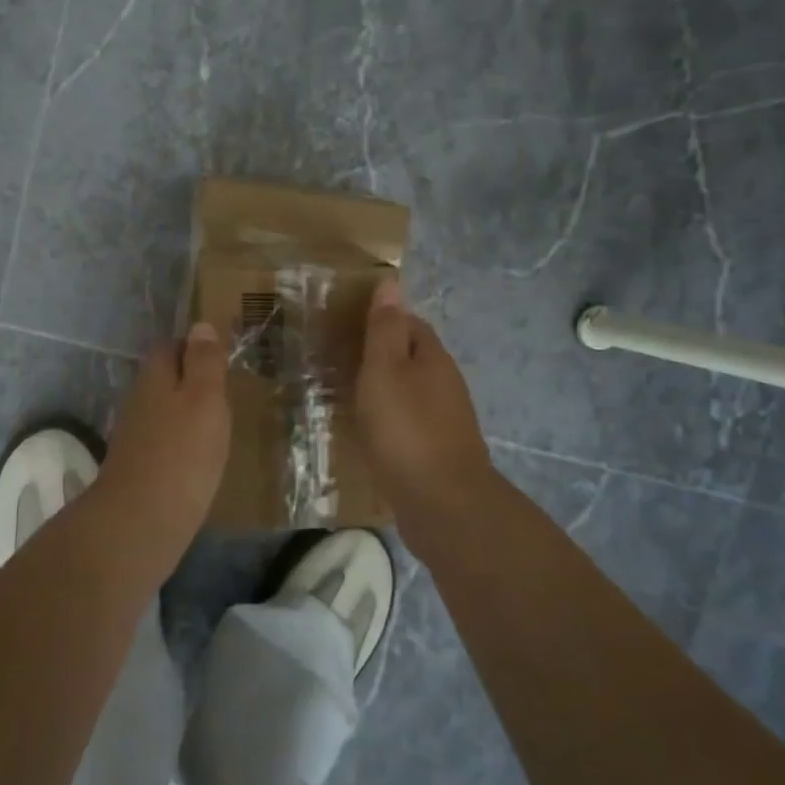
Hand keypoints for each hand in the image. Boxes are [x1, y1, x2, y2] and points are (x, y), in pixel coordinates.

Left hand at [96, 321, 231, 547]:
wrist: (139, 523)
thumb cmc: (181, 453)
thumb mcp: (204, 399)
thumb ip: (204, 363)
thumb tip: (200, 326)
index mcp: (155, 377)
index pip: (171, 346)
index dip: (195, 348)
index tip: (223, 358)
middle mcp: (140, 400)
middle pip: (166, 379)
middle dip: (192, 381)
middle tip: (228, 392)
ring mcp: (135, 436)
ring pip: (165, 411)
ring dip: (188, 414)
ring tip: (221, 425)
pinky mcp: (139, 468)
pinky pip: (164, 443)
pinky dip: (183, 444)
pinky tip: (202, 459)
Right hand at [356, 278, 494, 512]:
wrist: (442, 503)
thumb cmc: (406, 428)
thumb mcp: (385, 369)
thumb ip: (385, 328)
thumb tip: (391, 281)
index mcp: (433, 358)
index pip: (410, 323)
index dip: (381, 319)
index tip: (347, 325)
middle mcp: (445, 384)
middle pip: (412, 357)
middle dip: (381, 354)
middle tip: (339, 359)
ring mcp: (445, 420)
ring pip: (410, 392)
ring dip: (384, 389)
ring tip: (347, 394)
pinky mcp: (437, 452)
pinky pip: (409, 423)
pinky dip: (389, 420)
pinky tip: (369, 432)